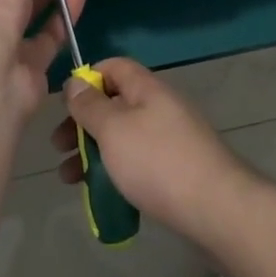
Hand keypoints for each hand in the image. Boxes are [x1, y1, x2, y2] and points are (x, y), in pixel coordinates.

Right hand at [54, 57, 256, 243]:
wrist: (217, 209)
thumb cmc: (157, 161)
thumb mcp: (113, 128)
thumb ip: (90, 105)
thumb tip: (75, 82)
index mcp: (147, 89)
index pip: (114, 67)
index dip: (87, 78)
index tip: (64, 104)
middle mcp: (161, 107)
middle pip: (115, 104)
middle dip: (83, 124)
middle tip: (58, 148)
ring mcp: (172, 140)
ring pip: (124, 137)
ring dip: (94, 153)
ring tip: (69, 179)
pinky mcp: (178, 170)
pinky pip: (139, 163)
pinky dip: (116, 173)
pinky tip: (102, 195)